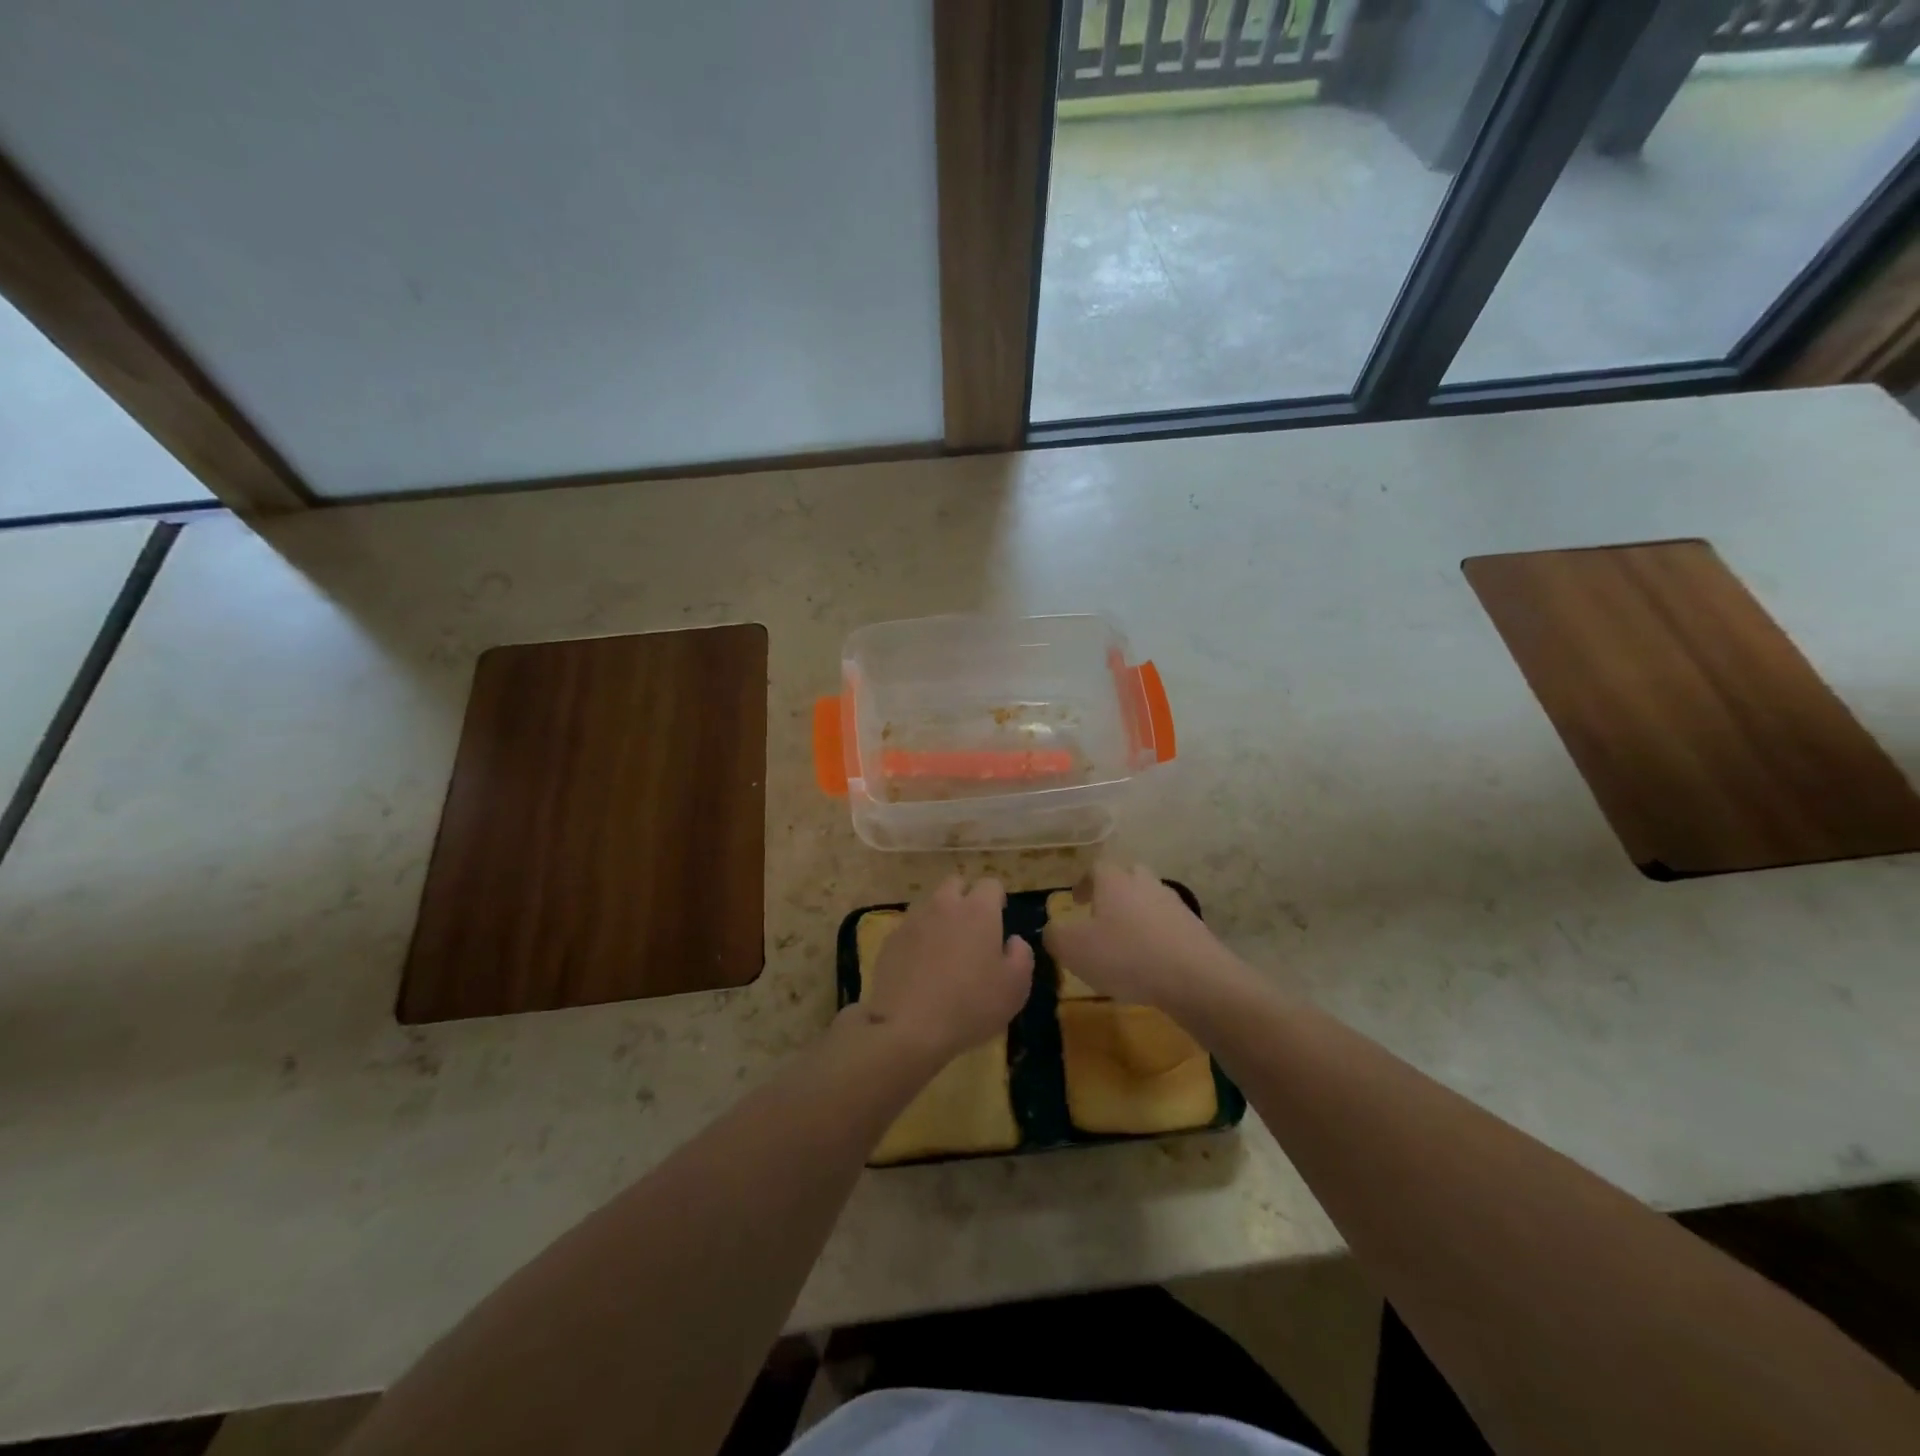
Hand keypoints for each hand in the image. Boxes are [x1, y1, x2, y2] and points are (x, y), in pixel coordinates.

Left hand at [858, 876, 1033, 1063]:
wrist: (909, 1027)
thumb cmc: (971, 1005)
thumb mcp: (1015, 987)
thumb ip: (1021, 955)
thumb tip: (1013, 940)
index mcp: (978, 910)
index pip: (991, 884)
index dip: (997, 898)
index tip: (999, 918)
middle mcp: (944, 905)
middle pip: (955, 884)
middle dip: (965, 897)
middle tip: (972, 928)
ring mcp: (913, 920)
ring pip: (930, 903)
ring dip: (940, 916)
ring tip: (944, 947)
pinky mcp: (890, 940)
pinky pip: (910, 928)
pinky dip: (918, 938)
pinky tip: (920, 966)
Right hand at [1043, 861, 1240, 1012]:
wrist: (1195, 978)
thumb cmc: (1126, 956)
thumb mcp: (1073, 949)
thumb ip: (1055, 935)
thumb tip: (1052, 929)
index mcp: (1114, 881)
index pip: (1096, 868)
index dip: (1084, 883)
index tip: (1077, 901)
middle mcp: (1145, 883)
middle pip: (1128, 876)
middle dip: (1114, 892)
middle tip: (1102, 915)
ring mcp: (1174, 904)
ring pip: (1150, 900)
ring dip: (1137, 914)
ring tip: (1126, 942)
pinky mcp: (1195, 929)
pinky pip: (1168, 925)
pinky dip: (1157, 936)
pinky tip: (1151, 961)